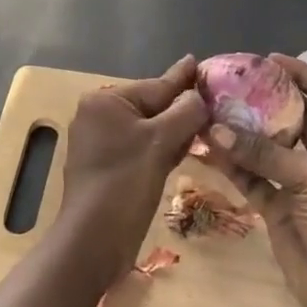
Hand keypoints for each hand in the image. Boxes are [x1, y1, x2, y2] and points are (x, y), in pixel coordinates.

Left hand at [58, 55, 209, 283]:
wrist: (92, 243)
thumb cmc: (125, 183)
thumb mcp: (160, 142)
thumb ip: (185, 113)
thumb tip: (200, 96)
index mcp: (105, 101)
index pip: (155, 86)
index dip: (183, 80)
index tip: (199, 63)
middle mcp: (98, 116)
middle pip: (152, 107)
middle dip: (181, 109)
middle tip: (214, 101)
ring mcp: (100, 144)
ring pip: (148, 130)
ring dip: (175, 131)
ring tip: (206, 124)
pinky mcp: (108, 168)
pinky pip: (141, 149)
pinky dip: (162, 149)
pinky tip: (184, 150)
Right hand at [202, 54, 306, 306]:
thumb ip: (262, 152)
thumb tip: (215, 128)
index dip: (303, 75)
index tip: (272, 58)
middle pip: (291, 119)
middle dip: (264, 101)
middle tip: (231, 82)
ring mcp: (298, 184)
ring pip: (266, 149)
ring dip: (242, 133)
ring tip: (211, 109)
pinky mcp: (278, 208)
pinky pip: (252, 178)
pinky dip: (233, 165)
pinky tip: (209, 148)